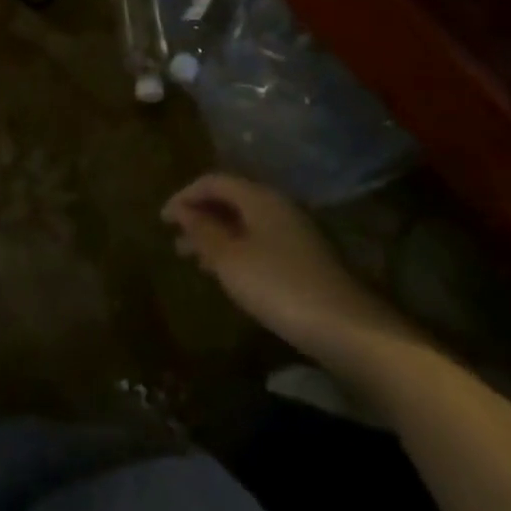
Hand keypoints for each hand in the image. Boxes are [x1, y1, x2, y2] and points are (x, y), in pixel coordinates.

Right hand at [162, 173, 411, 363]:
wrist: (349, 329)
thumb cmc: (279, 287)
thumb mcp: (230, 260)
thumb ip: (202, 231)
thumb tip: (181, 210)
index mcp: (259, 197)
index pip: (213, 181)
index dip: (184, 196)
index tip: (162, 219)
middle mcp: (278, 206)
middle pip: (230, 199)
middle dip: (199, 216)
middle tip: (174, 239)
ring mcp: (295, 233)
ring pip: (245, 223)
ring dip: (216, 236)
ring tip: (193, 260)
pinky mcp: (305, 259)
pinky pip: (259, 242)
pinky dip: (236, 250)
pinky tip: (227, 275)